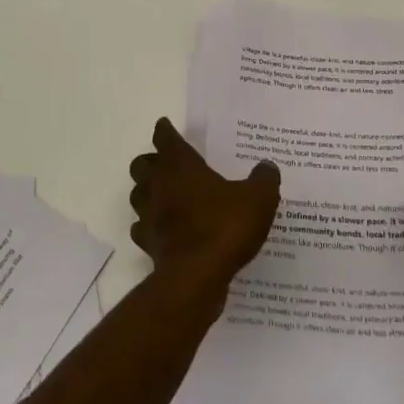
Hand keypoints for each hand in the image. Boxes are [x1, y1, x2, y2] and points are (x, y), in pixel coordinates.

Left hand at [129, 118, 279, 300]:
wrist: (196, 277)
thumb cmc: (224, 228)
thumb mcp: (258, 200)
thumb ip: (264, 180)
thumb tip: (267, 166)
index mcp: (180, 166)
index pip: (165, 138)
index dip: (165, 130)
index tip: (166, 126)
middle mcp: (158, 185)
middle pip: (141, 164)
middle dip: (151, 162)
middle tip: (168, 164)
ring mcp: (149, 215)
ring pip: (137, 195)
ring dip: (146, 192)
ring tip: (164, 195)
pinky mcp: (148, 243)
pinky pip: (141, 228)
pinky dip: (148, 226)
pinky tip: (163, 229)